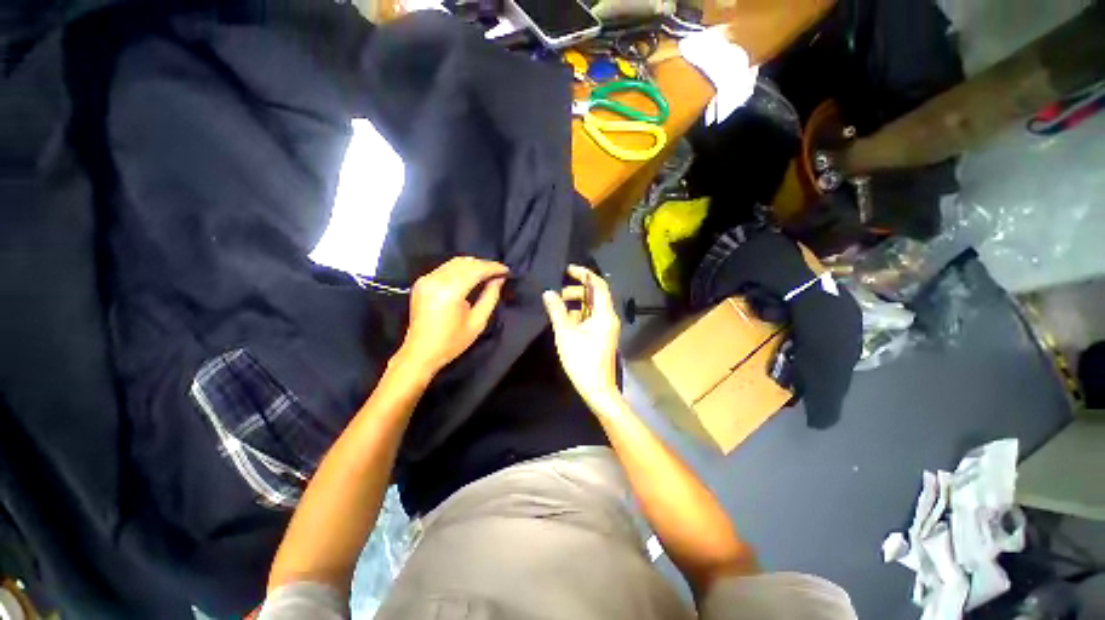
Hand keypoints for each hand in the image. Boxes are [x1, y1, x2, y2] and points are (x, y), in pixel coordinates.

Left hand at [398, 257, 507, 375]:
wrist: (420, 352)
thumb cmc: (452, 342)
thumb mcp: (478, 322)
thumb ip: (490, 297)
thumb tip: (499, 279)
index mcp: (450, 291)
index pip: (476, 270)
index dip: (493, 268)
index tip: (507, 271)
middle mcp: (436, 280)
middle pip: (465, 263)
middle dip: (484, 264)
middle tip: (499, 272)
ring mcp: (426, 279)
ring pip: (455, 262)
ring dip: (473, 265)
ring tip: (488, 273)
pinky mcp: (422, 282)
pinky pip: (445, 268)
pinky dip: (461, 268)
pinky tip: (471, 276)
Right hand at [542, 265, 621, 409]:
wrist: (597, 388)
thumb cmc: (582, 360)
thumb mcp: (566, 333)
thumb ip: (557, 311)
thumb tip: (548, 293)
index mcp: (604, 314)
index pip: (598, 284)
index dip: (584, 274)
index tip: (568, 269)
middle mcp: (608, 317)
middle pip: (595, 295)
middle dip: (577, 290)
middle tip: (558, 292)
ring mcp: (606, 327)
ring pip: (592, 307)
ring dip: (576, 303)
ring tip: (558, 307)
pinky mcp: (602, 335)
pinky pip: (591, 317)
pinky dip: (579, 314)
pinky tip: (564, 320)